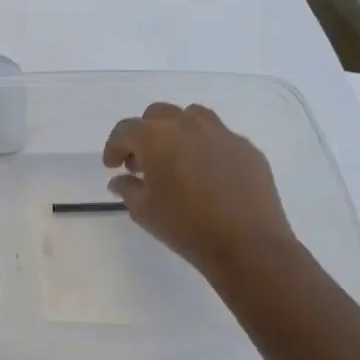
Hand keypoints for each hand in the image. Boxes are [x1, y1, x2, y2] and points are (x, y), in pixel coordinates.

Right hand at [102, 103, 298, 279]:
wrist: (247, 245)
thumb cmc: (185, 226)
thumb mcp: (143, 211)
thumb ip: (127, 188)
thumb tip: (121, 180)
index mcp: (156, 138)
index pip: (126, 130)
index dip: (114, 146)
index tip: (113, 166)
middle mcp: (188, 126)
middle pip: (158, 115)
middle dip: (145, 134)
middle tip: (142, 162)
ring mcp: (222, 134)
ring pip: (192, 117)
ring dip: (177, 132)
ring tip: (176, 158)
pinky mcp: (247, 148)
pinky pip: (219, 137)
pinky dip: (206, 147)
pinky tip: (207, 174)